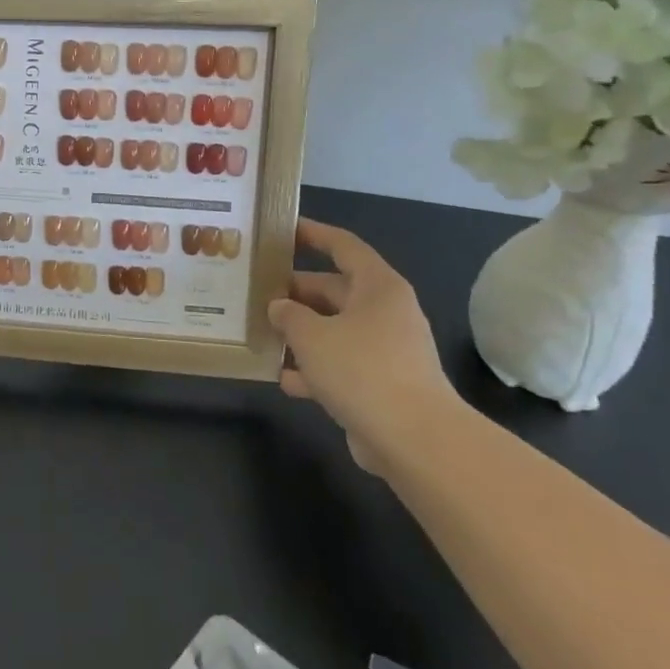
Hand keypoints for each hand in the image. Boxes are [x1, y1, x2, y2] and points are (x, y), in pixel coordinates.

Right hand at [267, 219, 457, 471]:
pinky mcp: (380, 385)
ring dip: (300, 333)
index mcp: (377, 288)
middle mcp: (384, 313)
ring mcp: (385, 351)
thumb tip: (279, 307)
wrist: (414, 439)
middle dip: (294, 292)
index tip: (282, 229)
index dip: (313, 234)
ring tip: (259, 332)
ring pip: (334, 330)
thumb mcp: (311, 335)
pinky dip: (313, 370)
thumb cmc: (361, 369)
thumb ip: (288, 315)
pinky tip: (282, 378)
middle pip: (334, 291)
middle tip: (255, 291)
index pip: (343, 247)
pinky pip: (340, 366)